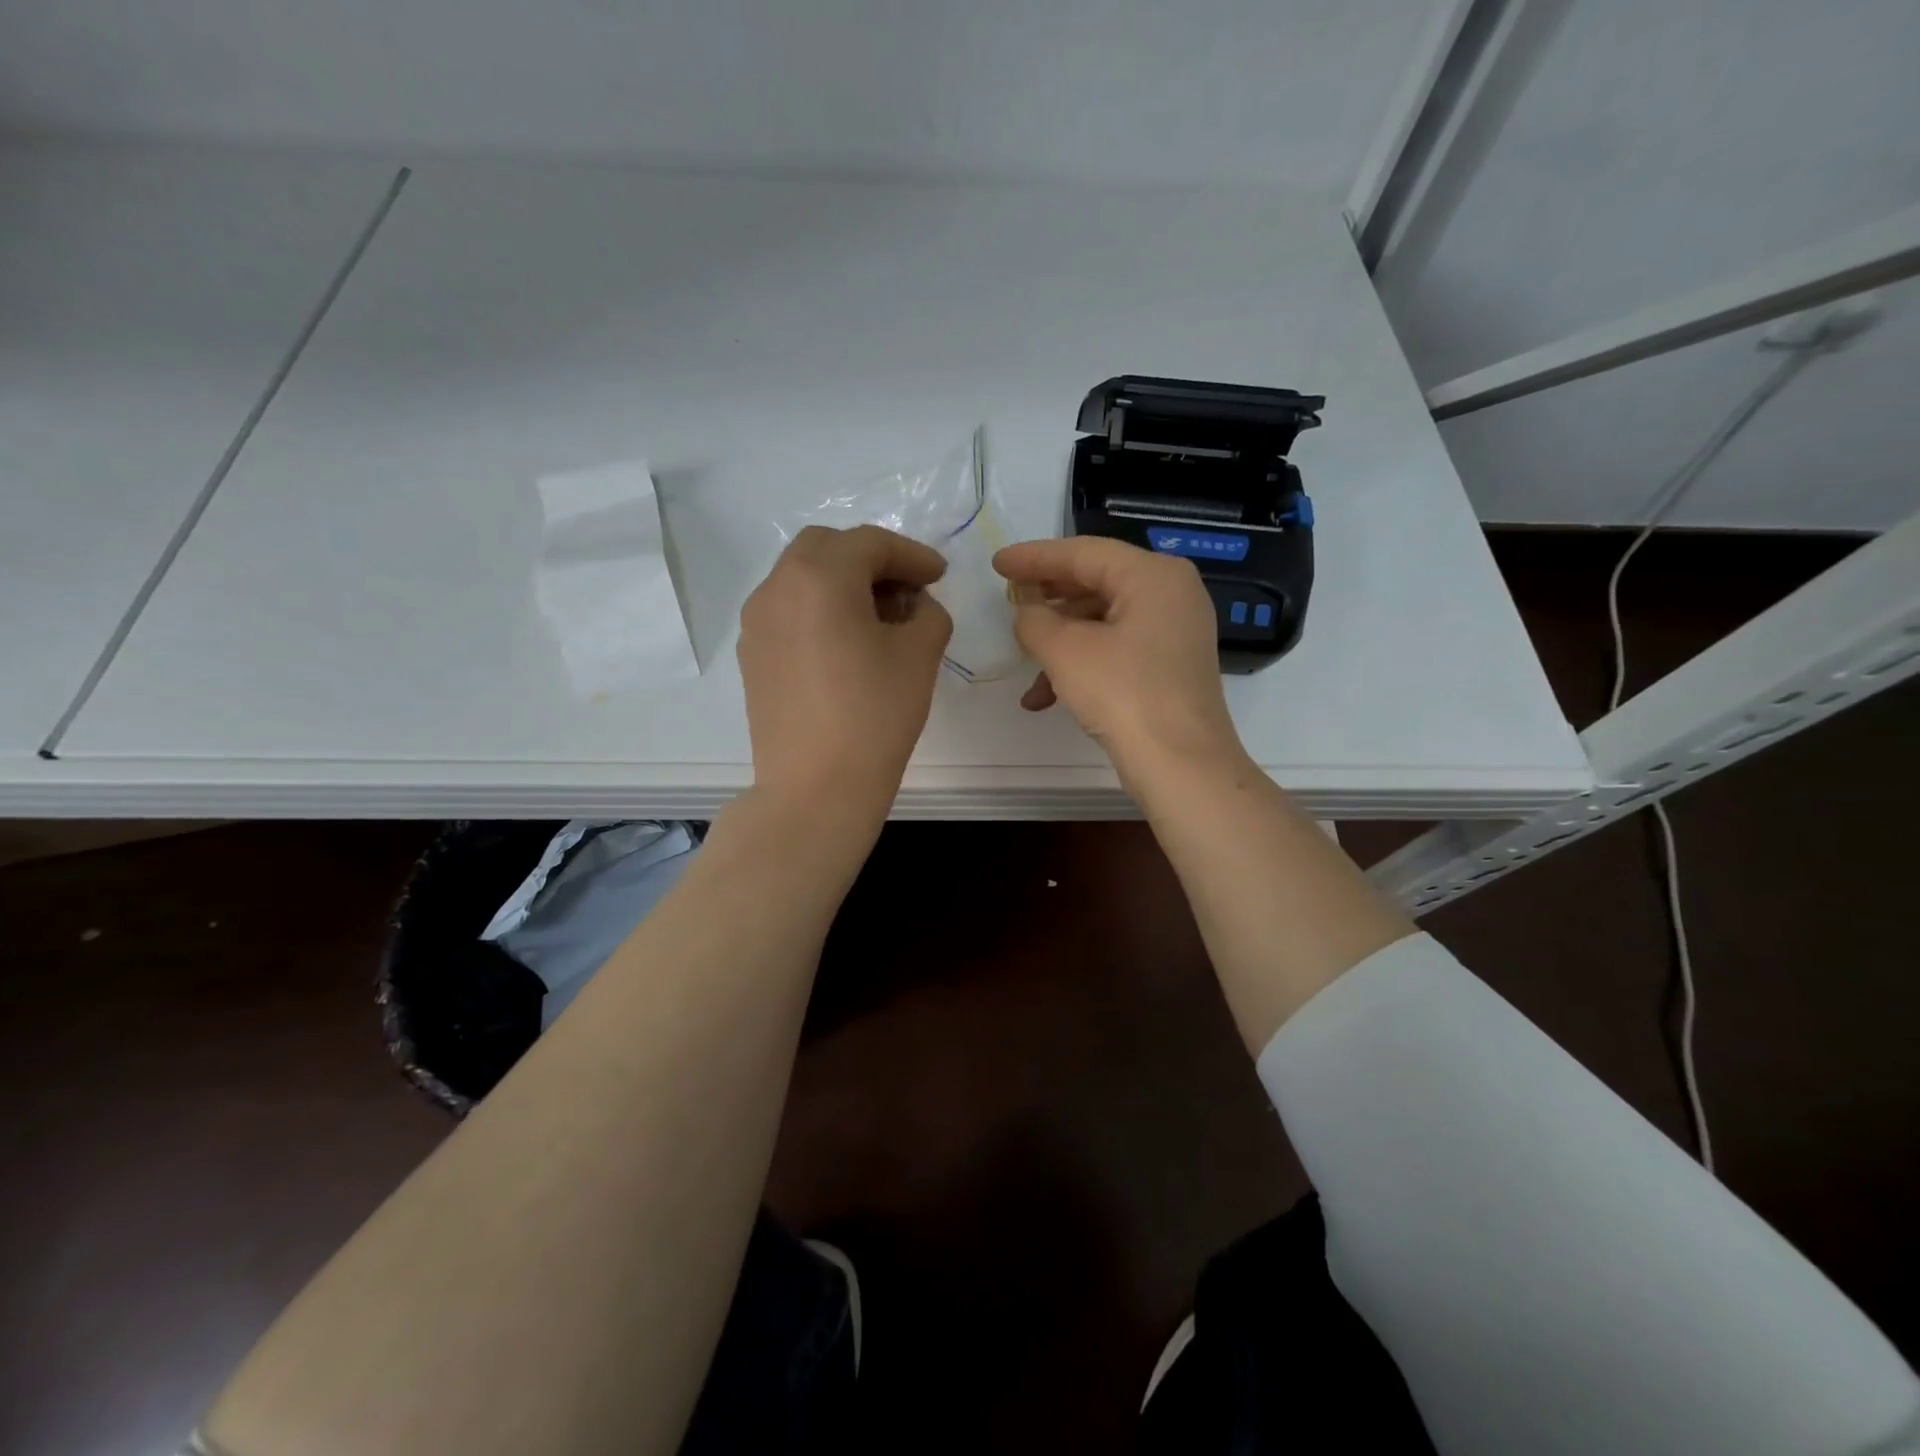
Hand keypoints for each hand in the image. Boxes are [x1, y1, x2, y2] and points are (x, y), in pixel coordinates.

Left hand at [738, 525, 952, 823]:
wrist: (815, 788)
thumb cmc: (875, 716)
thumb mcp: (920, 655)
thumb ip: (928, 613)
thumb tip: (914, 605)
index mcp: (820, 577)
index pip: (871, 543)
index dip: (912, 554)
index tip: (939, 575)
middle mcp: (778, 587)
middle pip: (827, 547)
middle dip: (871, 559)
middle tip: (906, 590)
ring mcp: (757, 621)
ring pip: (801, 577)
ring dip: (841, 582)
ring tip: (877, 618)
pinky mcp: (751, 654)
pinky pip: (787, 610)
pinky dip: (818, 608)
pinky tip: (844, 643)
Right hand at [992, 536, 1246, 784]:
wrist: (1180, 765)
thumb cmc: (1123, 694)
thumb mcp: (1064, 651)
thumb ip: (1033, 618)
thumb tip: (1028, 610)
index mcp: (1153, 574)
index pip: (1083, 553)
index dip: (1035, 557)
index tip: (997, 564)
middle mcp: (1171, 593)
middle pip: (1096, 582)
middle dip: (1047, 598)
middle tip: (1009, 599)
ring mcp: (1175, 630)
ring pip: (1103, 621)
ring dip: (1059, 642)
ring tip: (1024, 663)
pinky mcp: (1170, 665)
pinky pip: (1117, 648)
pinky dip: (1082, 664)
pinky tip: (1045, 697)